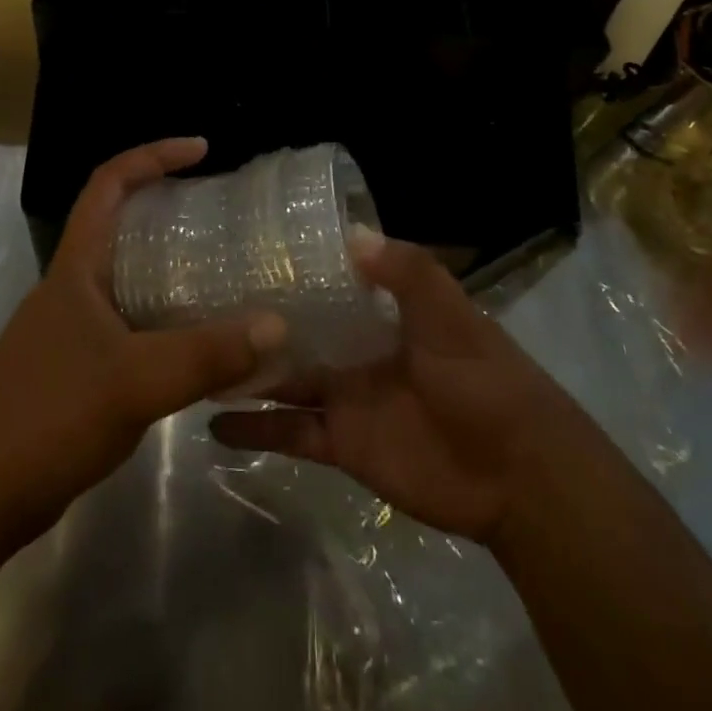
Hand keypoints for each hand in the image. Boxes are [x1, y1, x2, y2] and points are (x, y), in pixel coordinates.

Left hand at [0, 138, 286, 566]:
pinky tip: (200, 339)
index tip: (201, 150)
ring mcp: (74, 328)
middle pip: (121, 223)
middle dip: (168, 206)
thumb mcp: (135, 381)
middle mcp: (74, 287)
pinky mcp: (80, 367)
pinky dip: (167, 317)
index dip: (153, 155)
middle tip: (222, 211)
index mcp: (77, 267)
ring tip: (224, 268)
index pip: (109, 183)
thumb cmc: (47, 416)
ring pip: (129, 276)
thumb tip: (276, 325)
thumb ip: (206, 354)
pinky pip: (133, 321)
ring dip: (171, 266)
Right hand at [209, 231, 581, 546]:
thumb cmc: (483, 379)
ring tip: (194, 354)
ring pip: (286, 378)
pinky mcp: (342, 444)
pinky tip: (211, 424)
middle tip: (200, 299)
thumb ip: (407, 272)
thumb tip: (349, 235)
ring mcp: (347, 396)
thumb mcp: (450, 313)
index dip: (295, 264)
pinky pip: (291, 434)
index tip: (246, 246)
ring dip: (248, 370)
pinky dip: (256, 431)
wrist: (517, 474)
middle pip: (299, 328)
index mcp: (384, 310)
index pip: (330, 278)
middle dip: (259, 316)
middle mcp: (358, 347)